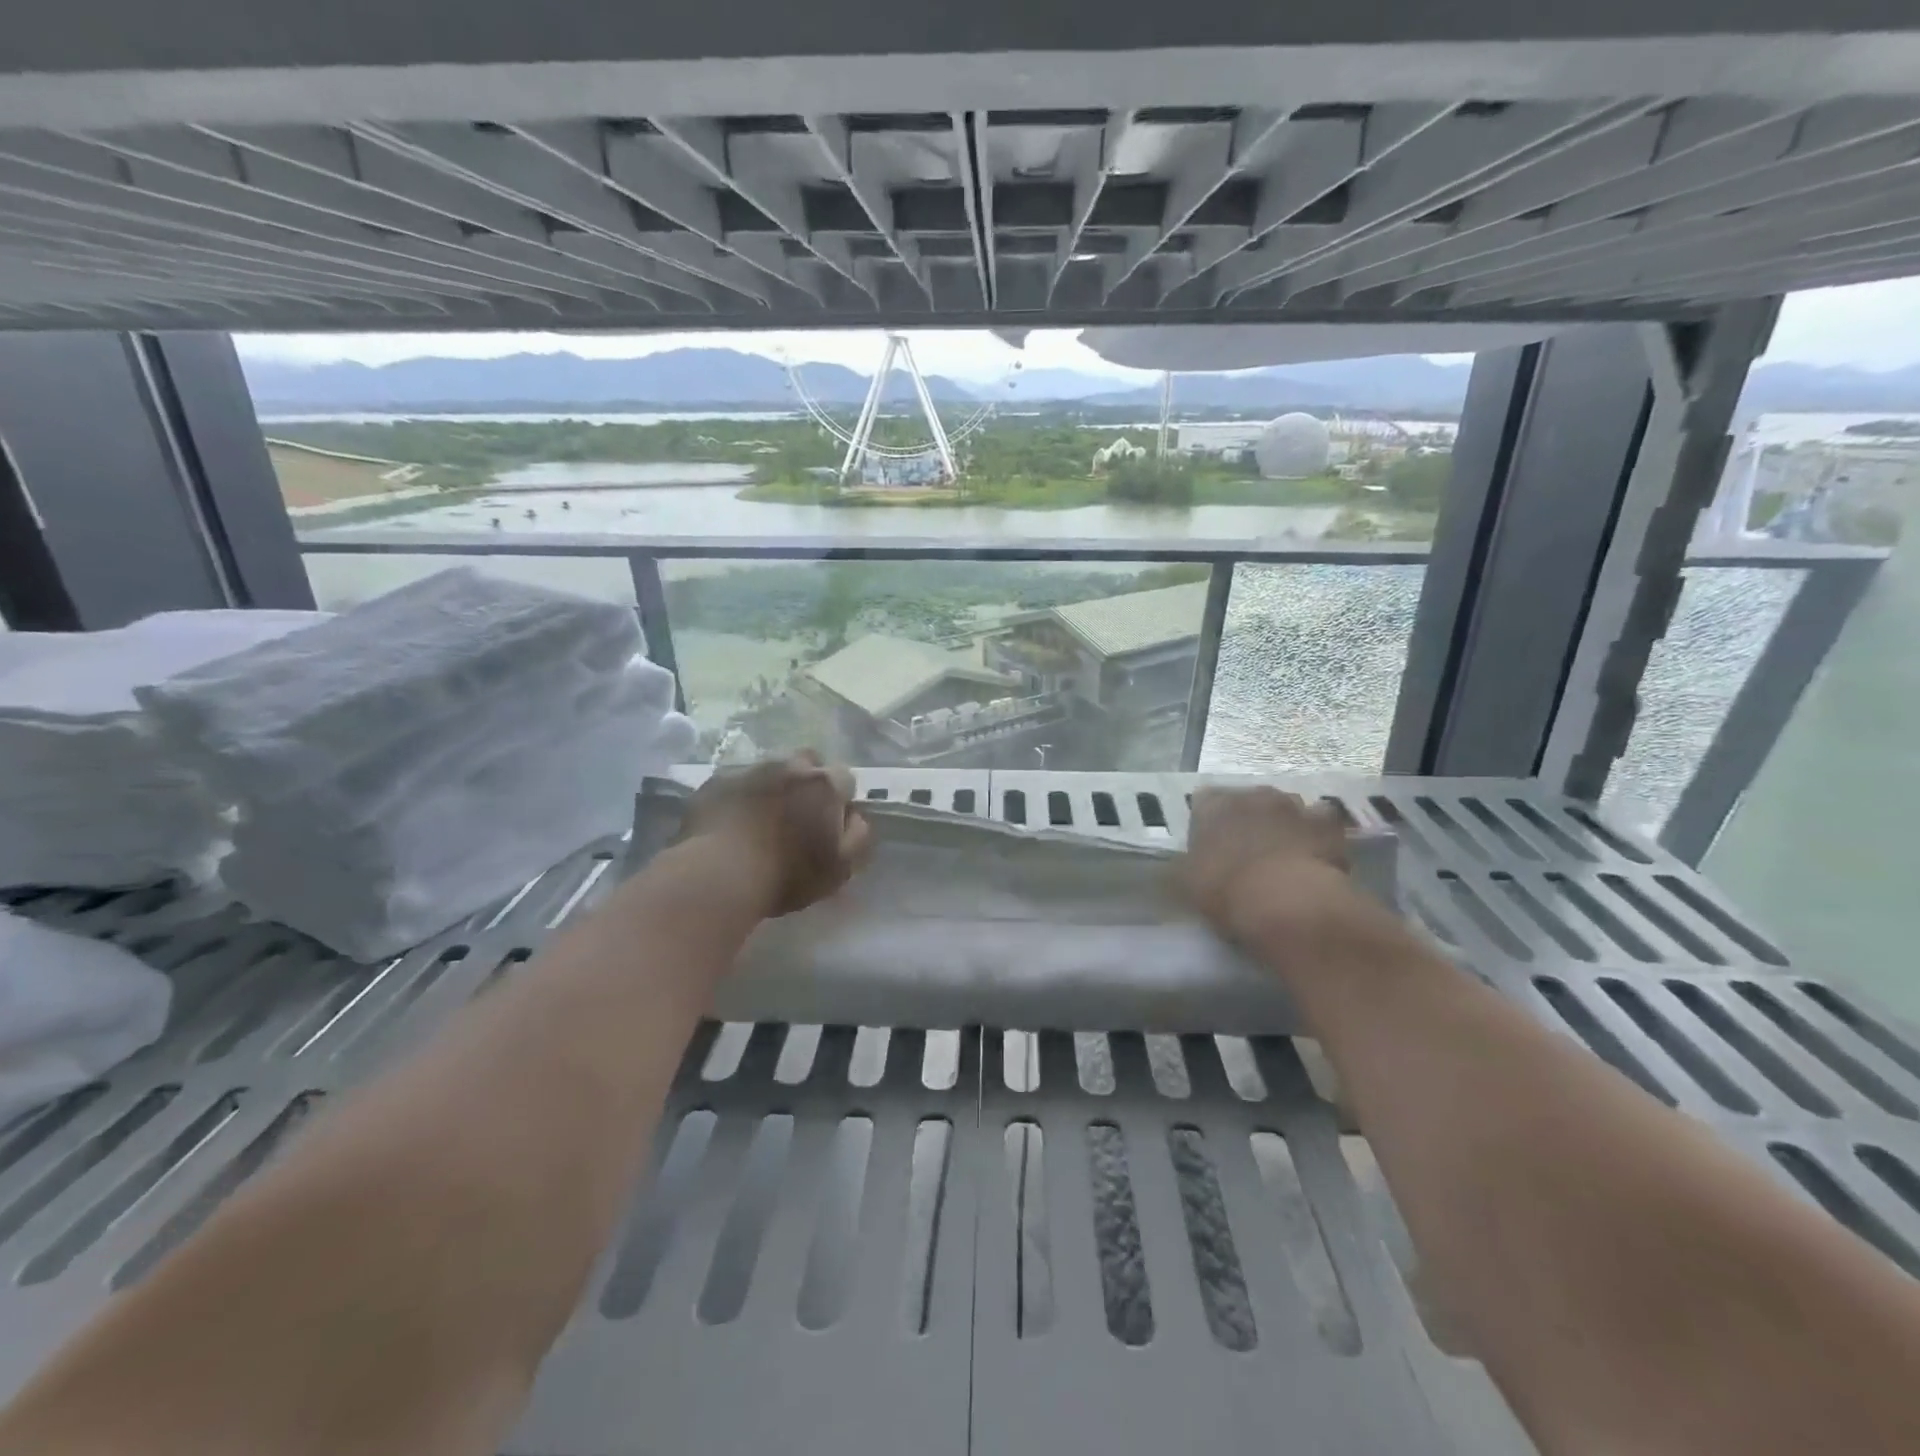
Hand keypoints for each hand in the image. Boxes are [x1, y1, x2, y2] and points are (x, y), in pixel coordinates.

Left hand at [680, 751, 871, 916]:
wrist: (717, 875)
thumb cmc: (786, 874)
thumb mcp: (839, 868)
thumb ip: (857, 837)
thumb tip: (855, 818)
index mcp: (824, 785)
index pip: (844, 778)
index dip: (840, 799)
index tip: (831, 822)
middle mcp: (789, 767)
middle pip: (807, 763)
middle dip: (807, 782)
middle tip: (798, 814)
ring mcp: (749, 770)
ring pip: (770, 771)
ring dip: (772, 788)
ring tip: (762, 819)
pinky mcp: (715, 782)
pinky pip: (735, 783)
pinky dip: (739, 797)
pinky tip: (732, 823)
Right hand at [1182, 786, 1349, 942]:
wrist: (1286, 903)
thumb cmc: (1225, 890)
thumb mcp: (1186, 882)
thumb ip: (1186, 863)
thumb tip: (1185, 864)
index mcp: (1213, 804)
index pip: (1204, 801)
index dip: (1208, 822)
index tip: (1210, 846)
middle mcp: (1252, 794)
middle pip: (1248, 801)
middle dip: (1249, 820)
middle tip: (1248, 852)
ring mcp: (1294, 805)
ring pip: (1286, 808)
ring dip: (1284, 824)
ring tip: (1284, 856)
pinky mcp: (1327, 824)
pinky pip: (1321, 823)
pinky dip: (1318, 834)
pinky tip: (1317, 856)